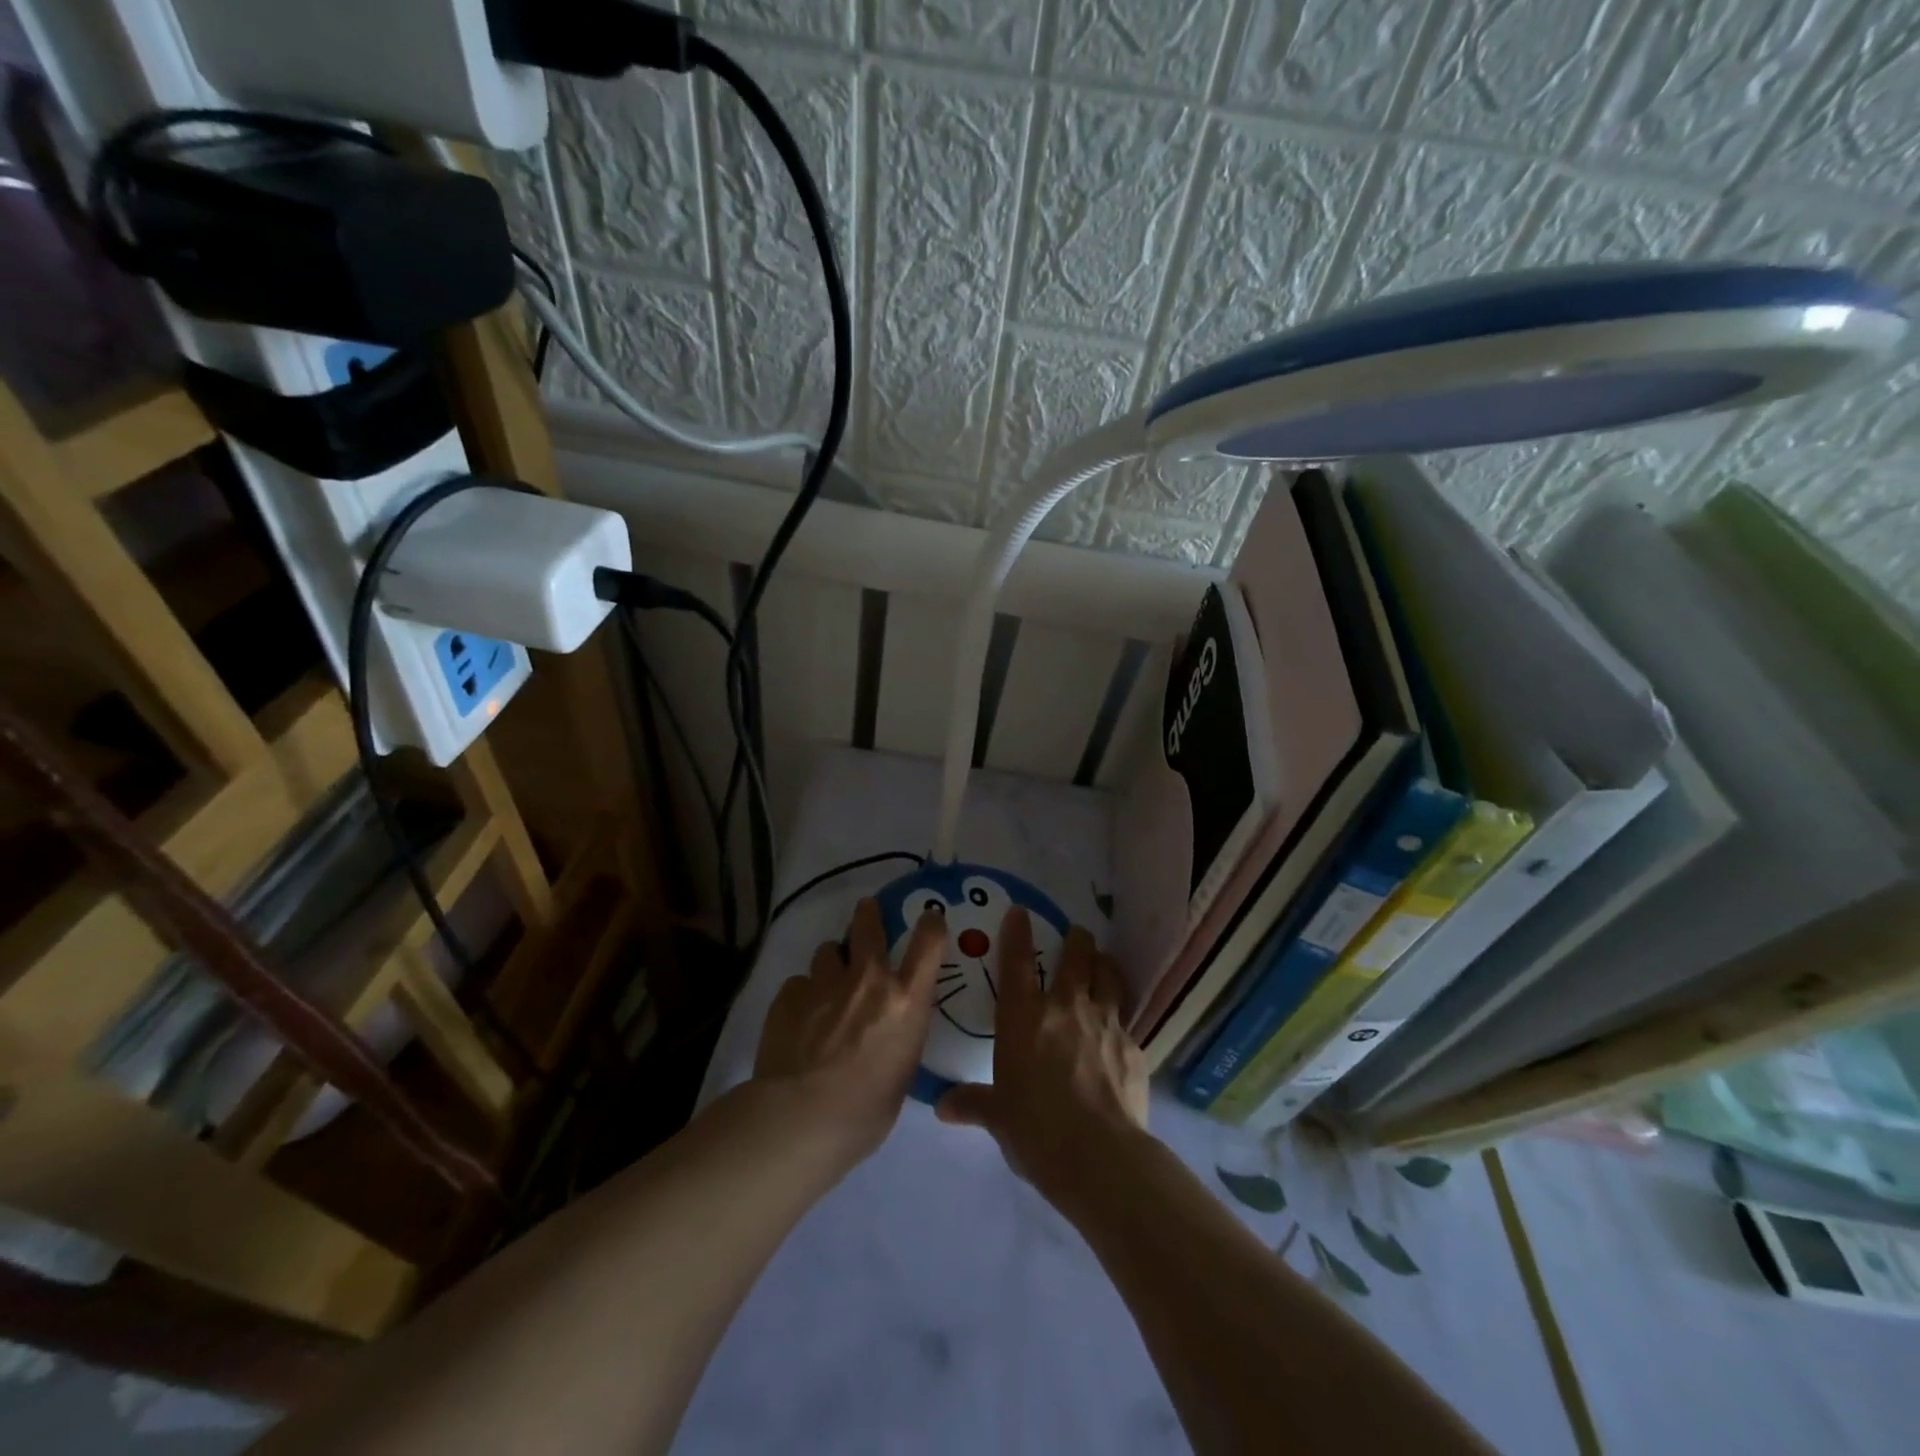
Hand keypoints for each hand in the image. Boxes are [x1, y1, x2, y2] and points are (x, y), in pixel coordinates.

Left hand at [753, 897, 943, 1165]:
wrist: (801, 1118)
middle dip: (868, 915)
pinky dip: (802, 995)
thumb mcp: (902, 1069)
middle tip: (866, 911)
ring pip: (827, 952)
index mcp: (906, 1000)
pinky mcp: (789, 994)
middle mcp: (868, 980)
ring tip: (826, 986)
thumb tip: (889, 1029)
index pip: (929, 942)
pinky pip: (799, 983)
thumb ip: (898, 1034)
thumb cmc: (866, 1111)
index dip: (930, 924)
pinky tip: (798, 1020)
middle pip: (868, 925)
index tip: (929, 918)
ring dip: (831, 964)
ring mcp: (825, 982)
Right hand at [935, 909, 1147, 1192]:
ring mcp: (1106, 1022)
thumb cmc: (1036, 1131)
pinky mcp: (1134, 1046)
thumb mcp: (998, 1117)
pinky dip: (1121, 1015)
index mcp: (1024, 1018)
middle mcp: (1066, 1007)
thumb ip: (973, 1104)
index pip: (1017, 962)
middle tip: (1075, 934)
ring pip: (1109, 974)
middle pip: (1076, 955)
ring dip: (1104, 964)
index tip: (1020, 911)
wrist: (1100, 1157)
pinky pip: (1127, 1019)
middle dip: (1076, 939)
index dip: (1017, 932)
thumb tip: (943, 1107)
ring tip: (1101, 963)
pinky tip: (1119, 1030)